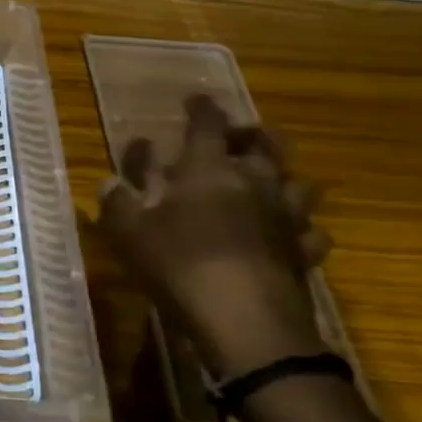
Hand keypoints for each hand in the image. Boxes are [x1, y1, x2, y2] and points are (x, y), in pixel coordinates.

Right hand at [99, 95, 330, 380]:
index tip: (195, 99)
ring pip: (299, 183)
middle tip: (239, 135)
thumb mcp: (130, 233)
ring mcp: (285, 217)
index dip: (201, 108)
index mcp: (208, 169)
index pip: (207, 124)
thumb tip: (109, 182)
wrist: (246, 322)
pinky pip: (312, 231)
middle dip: (252, 133)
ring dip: (284, 176)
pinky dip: (302, 227)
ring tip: (270, 180)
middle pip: (266, 144)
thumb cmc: (180, 265)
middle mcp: (254, 183)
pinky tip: (290, 233)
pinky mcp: (304, 253)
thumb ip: (118, 203)